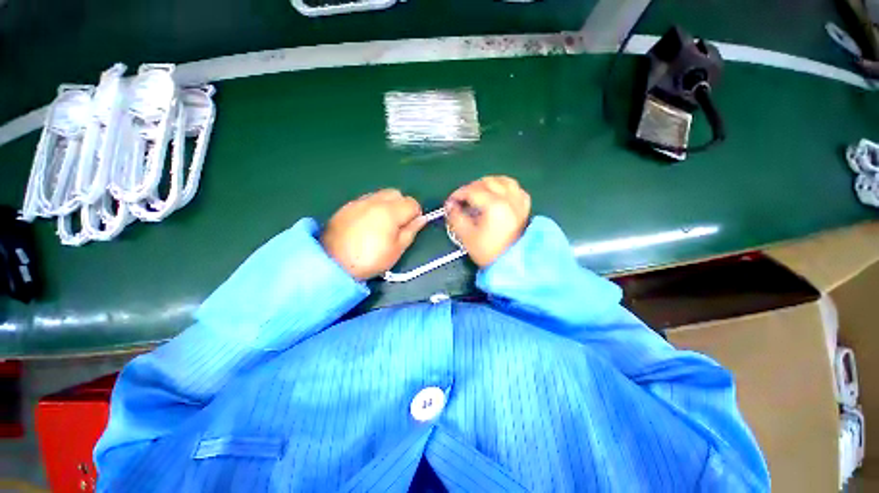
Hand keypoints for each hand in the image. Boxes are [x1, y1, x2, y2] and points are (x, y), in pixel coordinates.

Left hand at [321, 189, 426, 279]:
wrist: (332, 263)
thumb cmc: (370, 259)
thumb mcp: (397, 249)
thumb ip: (411, 231)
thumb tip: (422, 219)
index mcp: (390, 211)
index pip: (412, 203)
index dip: (415, 214)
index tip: (410, 227)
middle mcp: (375, 201)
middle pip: (396, 193)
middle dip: (402, 205)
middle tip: (397, 224)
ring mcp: (359, 201)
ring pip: (381, 194)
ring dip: (387, 205)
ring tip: (382, 224)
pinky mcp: (347, 206)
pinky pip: (367, 200)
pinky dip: (373, 207)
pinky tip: (367, 223)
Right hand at [445, 176, 530, 267]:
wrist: (510, 264)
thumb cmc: (487, 252)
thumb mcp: (466, 236)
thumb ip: (456, 217)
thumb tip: (450, 205)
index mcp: (494, 206)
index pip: (473, 191)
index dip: (459, 194)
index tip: (451, 201)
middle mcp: (509, 200)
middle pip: (488, 182)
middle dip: (471, 187)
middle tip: (463, 198)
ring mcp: (519, 203)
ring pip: (504, 181)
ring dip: (489, 183)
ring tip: (479, 191)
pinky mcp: (524, 208)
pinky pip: (517, 190)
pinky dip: (506, 187)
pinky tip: (499, 193)